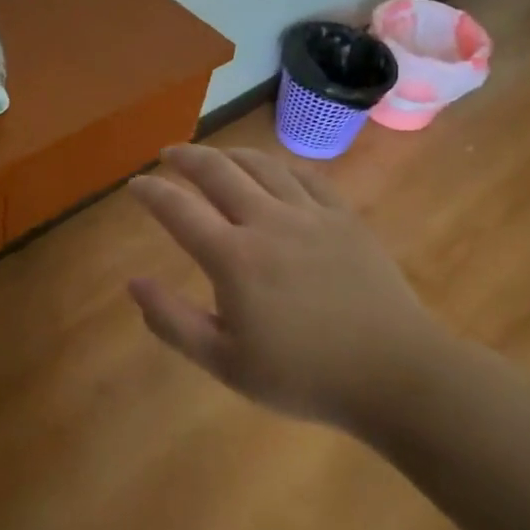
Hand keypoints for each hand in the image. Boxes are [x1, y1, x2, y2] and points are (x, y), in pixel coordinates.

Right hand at [127, 143, 452, 430]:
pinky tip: (272, 170)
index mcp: (233, 258)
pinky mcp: (344, 218)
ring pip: (262, 165)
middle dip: (186, 157)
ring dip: (229, 154)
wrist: (396, 376)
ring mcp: (310, 215)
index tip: (135, 184)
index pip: (178, 210)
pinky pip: (306, 176)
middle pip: (218, 171)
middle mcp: (267, 222)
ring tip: (214, 156)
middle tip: (168, 154)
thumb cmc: (304, 376)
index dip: (151, 192)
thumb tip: (133, 283)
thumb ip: (173, 322)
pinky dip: (279, 166)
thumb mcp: (225, 363)